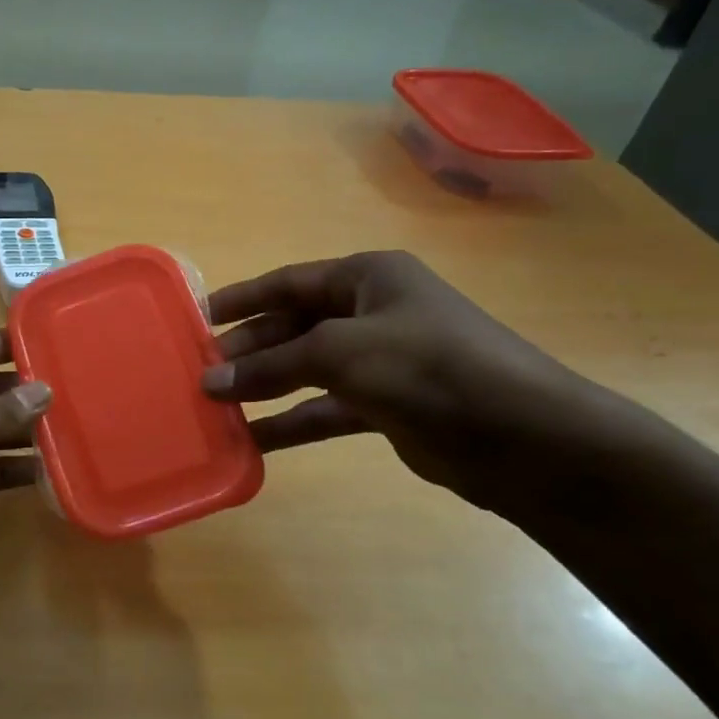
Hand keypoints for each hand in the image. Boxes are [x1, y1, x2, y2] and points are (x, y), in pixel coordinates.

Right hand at [201, 251, 601, 508]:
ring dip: (264, 387)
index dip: (241, 299)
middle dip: (249, 349)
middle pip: (294, 326)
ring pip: (306, 370)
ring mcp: (380, 361)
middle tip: (201, 372)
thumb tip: (211, 381)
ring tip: (216, 406)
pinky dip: (291, 422)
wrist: (522, 437)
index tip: (196, 318)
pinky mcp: (386, 406)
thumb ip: (272, 366)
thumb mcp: (341, 353)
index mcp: (367, 278)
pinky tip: (253, 440)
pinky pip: (324, 408)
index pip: (288, 282)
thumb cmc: (428, 367)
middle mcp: (372, 312)